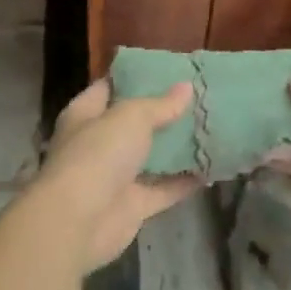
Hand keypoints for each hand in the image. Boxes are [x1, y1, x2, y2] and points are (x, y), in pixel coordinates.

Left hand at [35, 79, 199, 271]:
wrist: (78, 223)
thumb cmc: (98, 154)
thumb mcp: (131, 116)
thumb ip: (160, 104)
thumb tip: (186, 88)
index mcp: (86, 114)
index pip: (110, 86)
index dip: (135, 75)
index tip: (167, 67)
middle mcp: (98, 143)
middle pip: (134, 123)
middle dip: (163, 111)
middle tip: (198, 95)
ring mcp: (115, 177)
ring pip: (151, 156)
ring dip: (176, 146)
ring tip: (210, 125)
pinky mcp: (132, 206)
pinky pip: (164, 189)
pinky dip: (185, 181)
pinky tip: (212, 166)